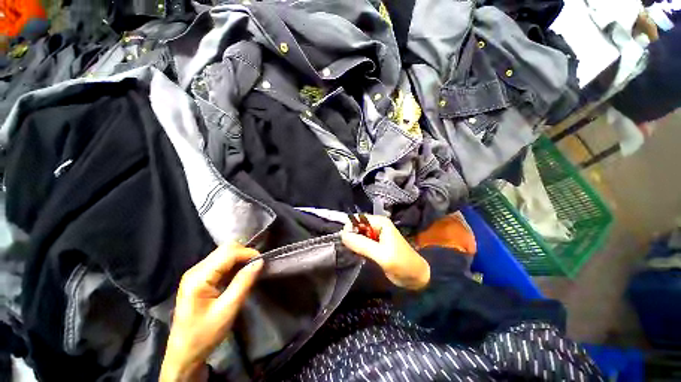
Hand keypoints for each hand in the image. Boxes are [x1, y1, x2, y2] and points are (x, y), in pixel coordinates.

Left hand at [160, 243, 262, 381]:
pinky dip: (234, 265)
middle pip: (225, 249)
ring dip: (240, 259)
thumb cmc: (204, 334)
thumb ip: (243, 282)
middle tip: (256, 266)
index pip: (228, 253)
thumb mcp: (228, 309)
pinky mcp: (199, 278)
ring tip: (250, 271)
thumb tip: (259, 262)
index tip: (262, 262)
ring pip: (223, 254)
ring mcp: (196, 274)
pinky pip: (220, 263)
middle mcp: (195, 270)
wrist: (185, 354)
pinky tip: (239, 276)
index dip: (248, 253)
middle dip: (244, 254)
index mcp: (198, 278)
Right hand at [341, 215, 429, 289]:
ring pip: (358, 234)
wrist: (415, 277)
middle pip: (357, 225)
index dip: (350, 228)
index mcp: (380, 222)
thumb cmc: (401, 263)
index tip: (346, 242)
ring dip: (354, 242)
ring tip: (356, 253)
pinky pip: (361, 241)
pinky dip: (358, 247)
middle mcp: (377, 225)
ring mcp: (376, 235)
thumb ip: (362, 244)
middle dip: (352, 236)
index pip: (358, 219)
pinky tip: (360, 255)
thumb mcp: (381, 255)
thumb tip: (342, 235)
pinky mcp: (375, 244)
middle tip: (352, 250)